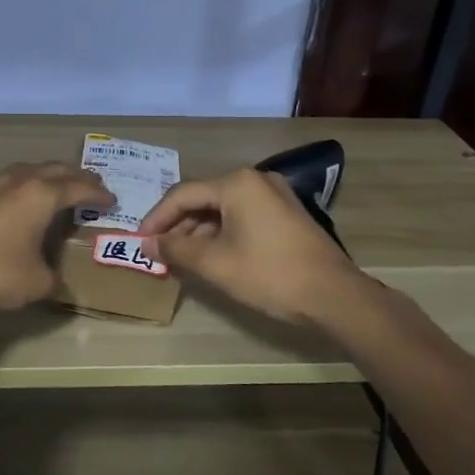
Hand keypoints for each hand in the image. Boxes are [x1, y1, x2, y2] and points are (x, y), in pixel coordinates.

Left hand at [0, 162, 113, 311]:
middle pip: (54, 169)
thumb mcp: (35, 283)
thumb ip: (53, 278)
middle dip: (75, 177)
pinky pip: (0, 184)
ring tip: (53, 186)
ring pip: (24, 171)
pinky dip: (16, 189)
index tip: (111, 199)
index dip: (97, 194)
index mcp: (42, 196)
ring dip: (44, 176)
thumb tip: (55, 279)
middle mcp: (17, 181)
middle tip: (89, 185)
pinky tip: (12, 203)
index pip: (78, 189)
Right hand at [137, 168, 367, 323]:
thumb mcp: (215, 263)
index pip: (182, 195)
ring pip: (222, 209)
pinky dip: (221, 233)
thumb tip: (148, 244)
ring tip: (180, 258)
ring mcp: (273, 195)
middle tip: (158, 251)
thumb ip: (176, 249)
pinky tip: (210, 256)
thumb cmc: (270, 274)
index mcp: (236, 183)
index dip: (157, 218)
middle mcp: (254, 180)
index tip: (140, 241)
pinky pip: (241, 216)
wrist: (334, 295)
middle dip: (177, 225)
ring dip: (198, 231)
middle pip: (203, 198)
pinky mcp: (285, 213)